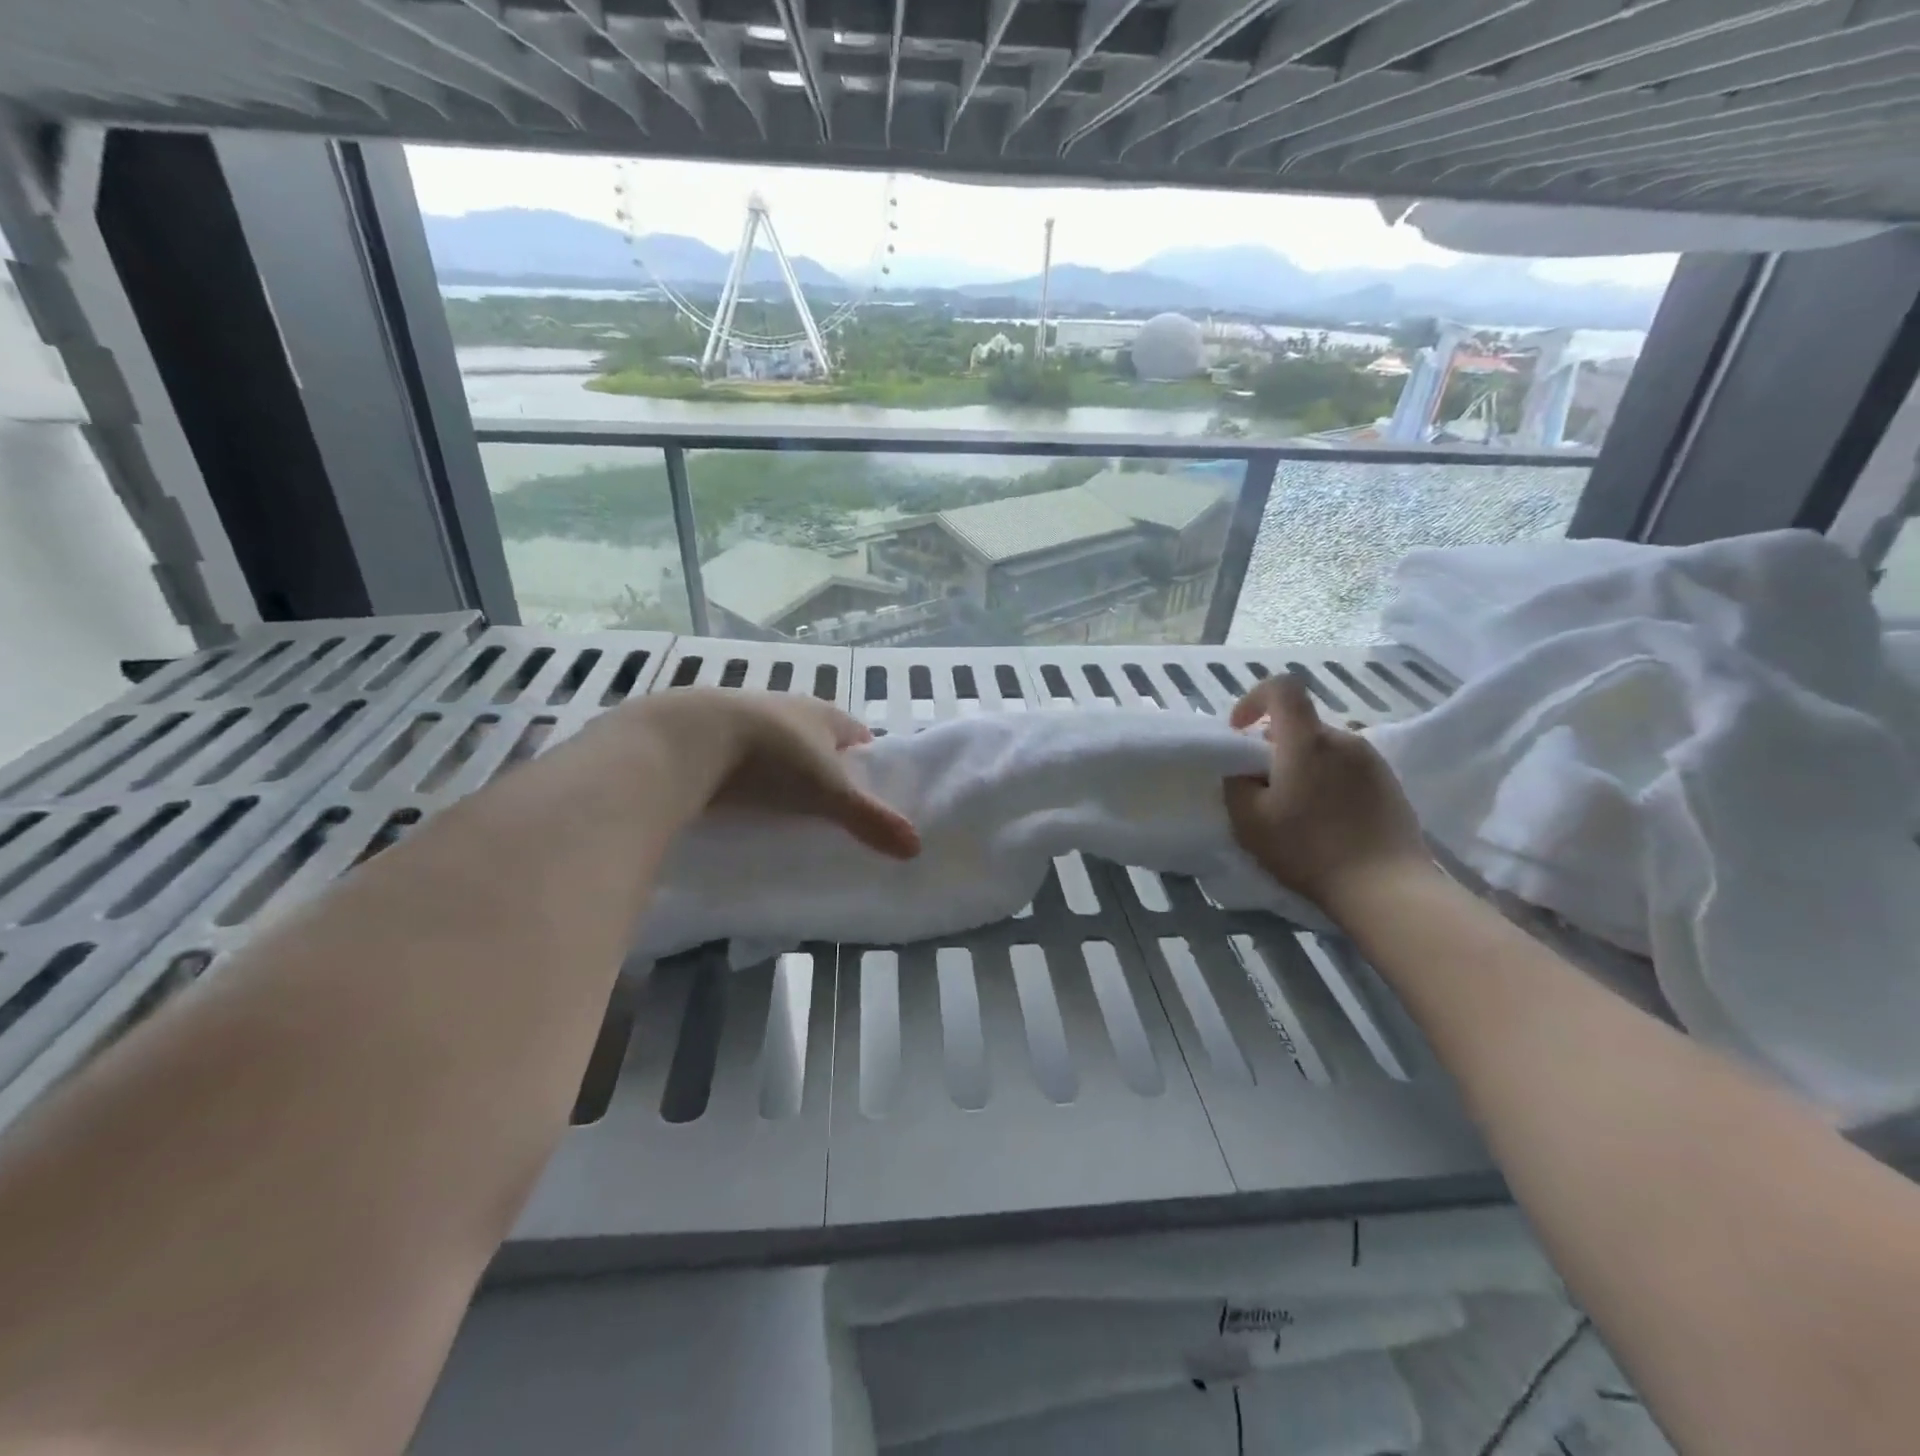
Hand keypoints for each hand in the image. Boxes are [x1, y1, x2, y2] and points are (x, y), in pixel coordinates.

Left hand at [629, 689, 920, 858]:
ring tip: (787, 810)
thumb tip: (916, 849)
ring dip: (783, 771)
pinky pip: (739, 757)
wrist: (686, 740)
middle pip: (818, 740)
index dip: (868, 761)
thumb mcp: (828, 792)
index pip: (858, 734)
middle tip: (831, 809)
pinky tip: (743, 802)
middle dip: (825, 769)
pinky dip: (746, 777)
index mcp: (822, 714)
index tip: (872, 793)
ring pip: (777, 747)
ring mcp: (745, 718)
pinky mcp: (708, 735)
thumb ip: (870, 819)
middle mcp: (787, 708)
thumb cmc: (772, 758)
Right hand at [1223, 674, 1429, 911]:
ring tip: (1294, 808)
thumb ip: (1235, 783)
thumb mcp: (1249, 821)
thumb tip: (1243, 769)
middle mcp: (1343, 739)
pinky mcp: (1390, 784)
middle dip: (1274, 745)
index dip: (1254, 699)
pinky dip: (1327, 782)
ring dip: (1302, 765)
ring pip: (1323, 748)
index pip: (1282, 687)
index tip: (1238, 731)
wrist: (1387, 889)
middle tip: (1261, 786)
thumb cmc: (1309, 849)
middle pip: (1300, 724)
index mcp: (1306, 740)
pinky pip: (1347, 768)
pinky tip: (1325, 821)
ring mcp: (1372, 760)